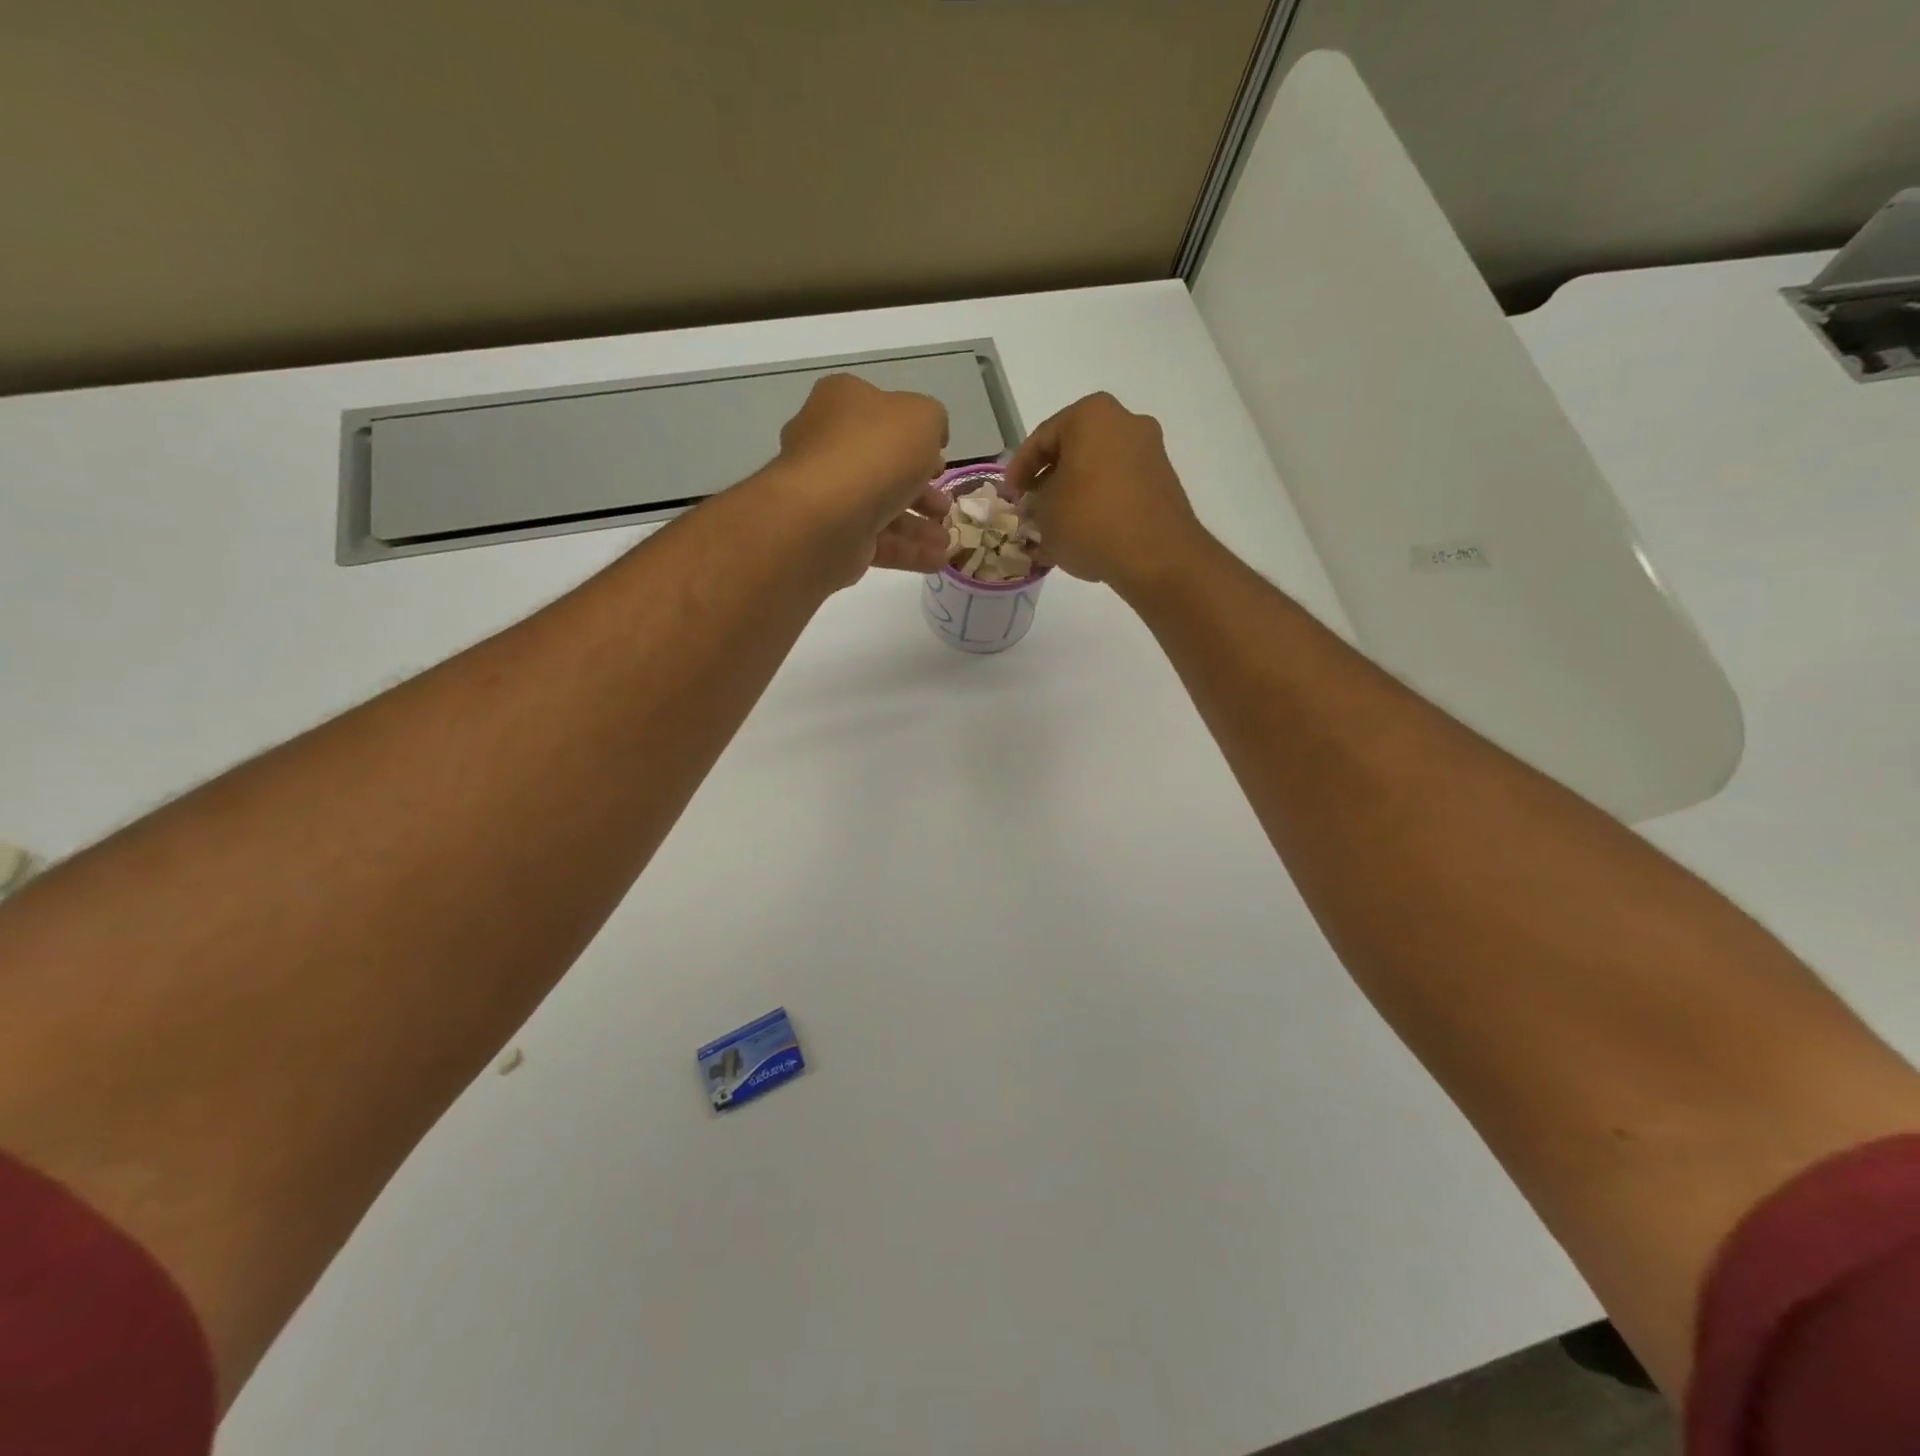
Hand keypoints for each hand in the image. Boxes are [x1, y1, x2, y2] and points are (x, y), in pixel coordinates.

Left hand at [771, 374, 951, 581]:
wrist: (824, 516)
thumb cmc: (875, 453)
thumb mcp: (921, 418)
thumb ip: (933, 421)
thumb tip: (931, 440)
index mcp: (842, 403)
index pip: (882, 414)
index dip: (915, 436)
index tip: (941, 459)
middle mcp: (829, 446)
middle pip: (883, 467)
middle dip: (921, 489)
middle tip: (945, 506)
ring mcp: (827, 495)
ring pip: (882, 508)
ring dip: (919, 525)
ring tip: (946, 540)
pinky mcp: (832, 537)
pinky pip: (877, 542)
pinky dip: (908, 551)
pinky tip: (938, 560)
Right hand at [1005, 393, 1208, 593]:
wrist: (1156, 556)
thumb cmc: (1090, 522)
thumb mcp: (1045, 516)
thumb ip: (1034, 505)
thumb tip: (1038, 508)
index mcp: (1091, 416)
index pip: (1041, 439)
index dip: (1019, 470)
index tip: (1010, 496)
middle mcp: (1125, 422)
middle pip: (1073, 451)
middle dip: (1049, 480)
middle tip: (1031, 508)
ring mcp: (1149, 451)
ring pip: (1097, 469)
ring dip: (1073, 494)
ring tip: (1055, 527)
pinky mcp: (1163, 481)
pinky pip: (1119, 486)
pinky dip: (1098, 504)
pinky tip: (1083, 534)